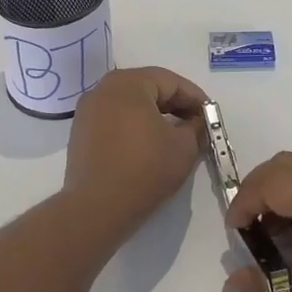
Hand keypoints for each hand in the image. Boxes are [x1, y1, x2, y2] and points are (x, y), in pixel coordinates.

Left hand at [63, 67, 207, 237]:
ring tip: (174, 136)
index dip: (195, 98)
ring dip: (154, 115)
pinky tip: (148, 145)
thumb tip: (196, 122)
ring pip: (130, 104)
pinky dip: (134, 126)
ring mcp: (88, 110)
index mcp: (129, 83)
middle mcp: (104, 88)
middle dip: (175, 105)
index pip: (170, 81)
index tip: (210, 116)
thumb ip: (196, 127)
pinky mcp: (81, 132)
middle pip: (148, 88)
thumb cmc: (144, 170)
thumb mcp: (184, 148)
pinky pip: (115, 119)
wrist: (96, 209)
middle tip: (195, 125)